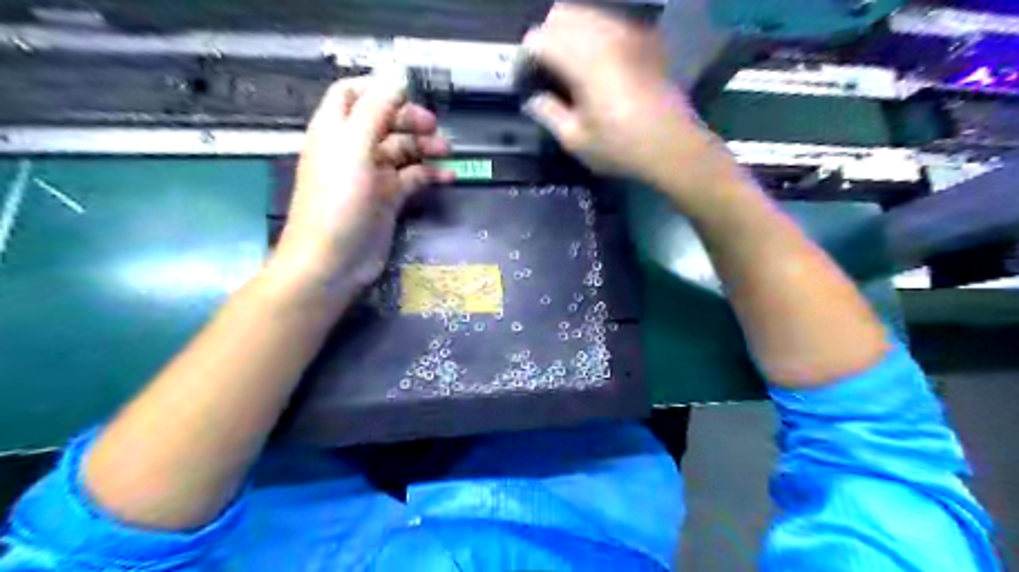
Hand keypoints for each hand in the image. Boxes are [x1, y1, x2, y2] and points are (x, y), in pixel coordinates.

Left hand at [274, 71, 450, 297]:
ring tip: (448, 150)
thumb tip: (398, 74)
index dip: (379, 88)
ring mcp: (372, 176)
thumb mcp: (355, 148)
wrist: (333, 262)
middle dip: (410, 119)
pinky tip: (449, 176)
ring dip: (425, 147)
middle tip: (436, 128)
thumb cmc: (338, 202)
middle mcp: (353, 149)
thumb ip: (376, 109)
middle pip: (384, 121)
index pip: (353, 93)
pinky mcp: (388, 200)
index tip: (410, 92)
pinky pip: (413, 178)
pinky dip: (430, 174)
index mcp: (335, 130)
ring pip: (402, 150)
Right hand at [526, 3, 732, 190]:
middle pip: (560, 15)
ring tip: (566, 64)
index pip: (539, 39)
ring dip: (568, 32)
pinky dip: (593, 33)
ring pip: (586, 13)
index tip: (524, 79)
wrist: (672, 146)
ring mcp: (628, 33)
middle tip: (543, 70)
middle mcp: (605, 36)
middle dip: (545, 38)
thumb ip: (548, 113)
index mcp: (584, 61)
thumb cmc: (620, 147)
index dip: (525, 58)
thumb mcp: (575, 140)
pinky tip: (594, 60)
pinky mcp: (644, 39)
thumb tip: (533, 98)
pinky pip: (610, 21)